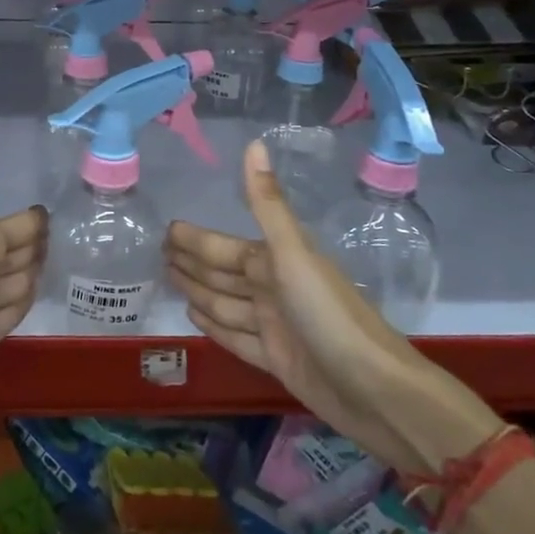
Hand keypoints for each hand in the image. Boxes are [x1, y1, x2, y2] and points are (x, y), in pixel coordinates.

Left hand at [0, 119, 45, 430]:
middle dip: (36, 245)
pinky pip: (11, 310)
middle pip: (17, 251)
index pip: (18, 225)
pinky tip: (29, 300)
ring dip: (30, 273)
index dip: (34, 221)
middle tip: (65, 238)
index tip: (52, 213)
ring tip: (55, 267)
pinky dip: (22, 302)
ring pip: (15, 281)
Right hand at [167, 140, 495, 473]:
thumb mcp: (294, 255)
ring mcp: (275, 326)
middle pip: (223, 273)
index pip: (224, 246)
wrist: (375, 390)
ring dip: (199, 291)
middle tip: (159, 255)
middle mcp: (274, 289)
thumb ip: (267, 204)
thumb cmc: (329, 315)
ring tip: (170, 281)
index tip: (168, 229)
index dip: (196, 239)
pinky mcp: (277, 360)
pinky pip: (235, 337)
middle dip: (193, 262)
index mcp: (277, 262)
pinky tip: (194, 317)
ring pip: (226, 304)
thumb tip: (254, 143)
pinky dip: (215, 326)